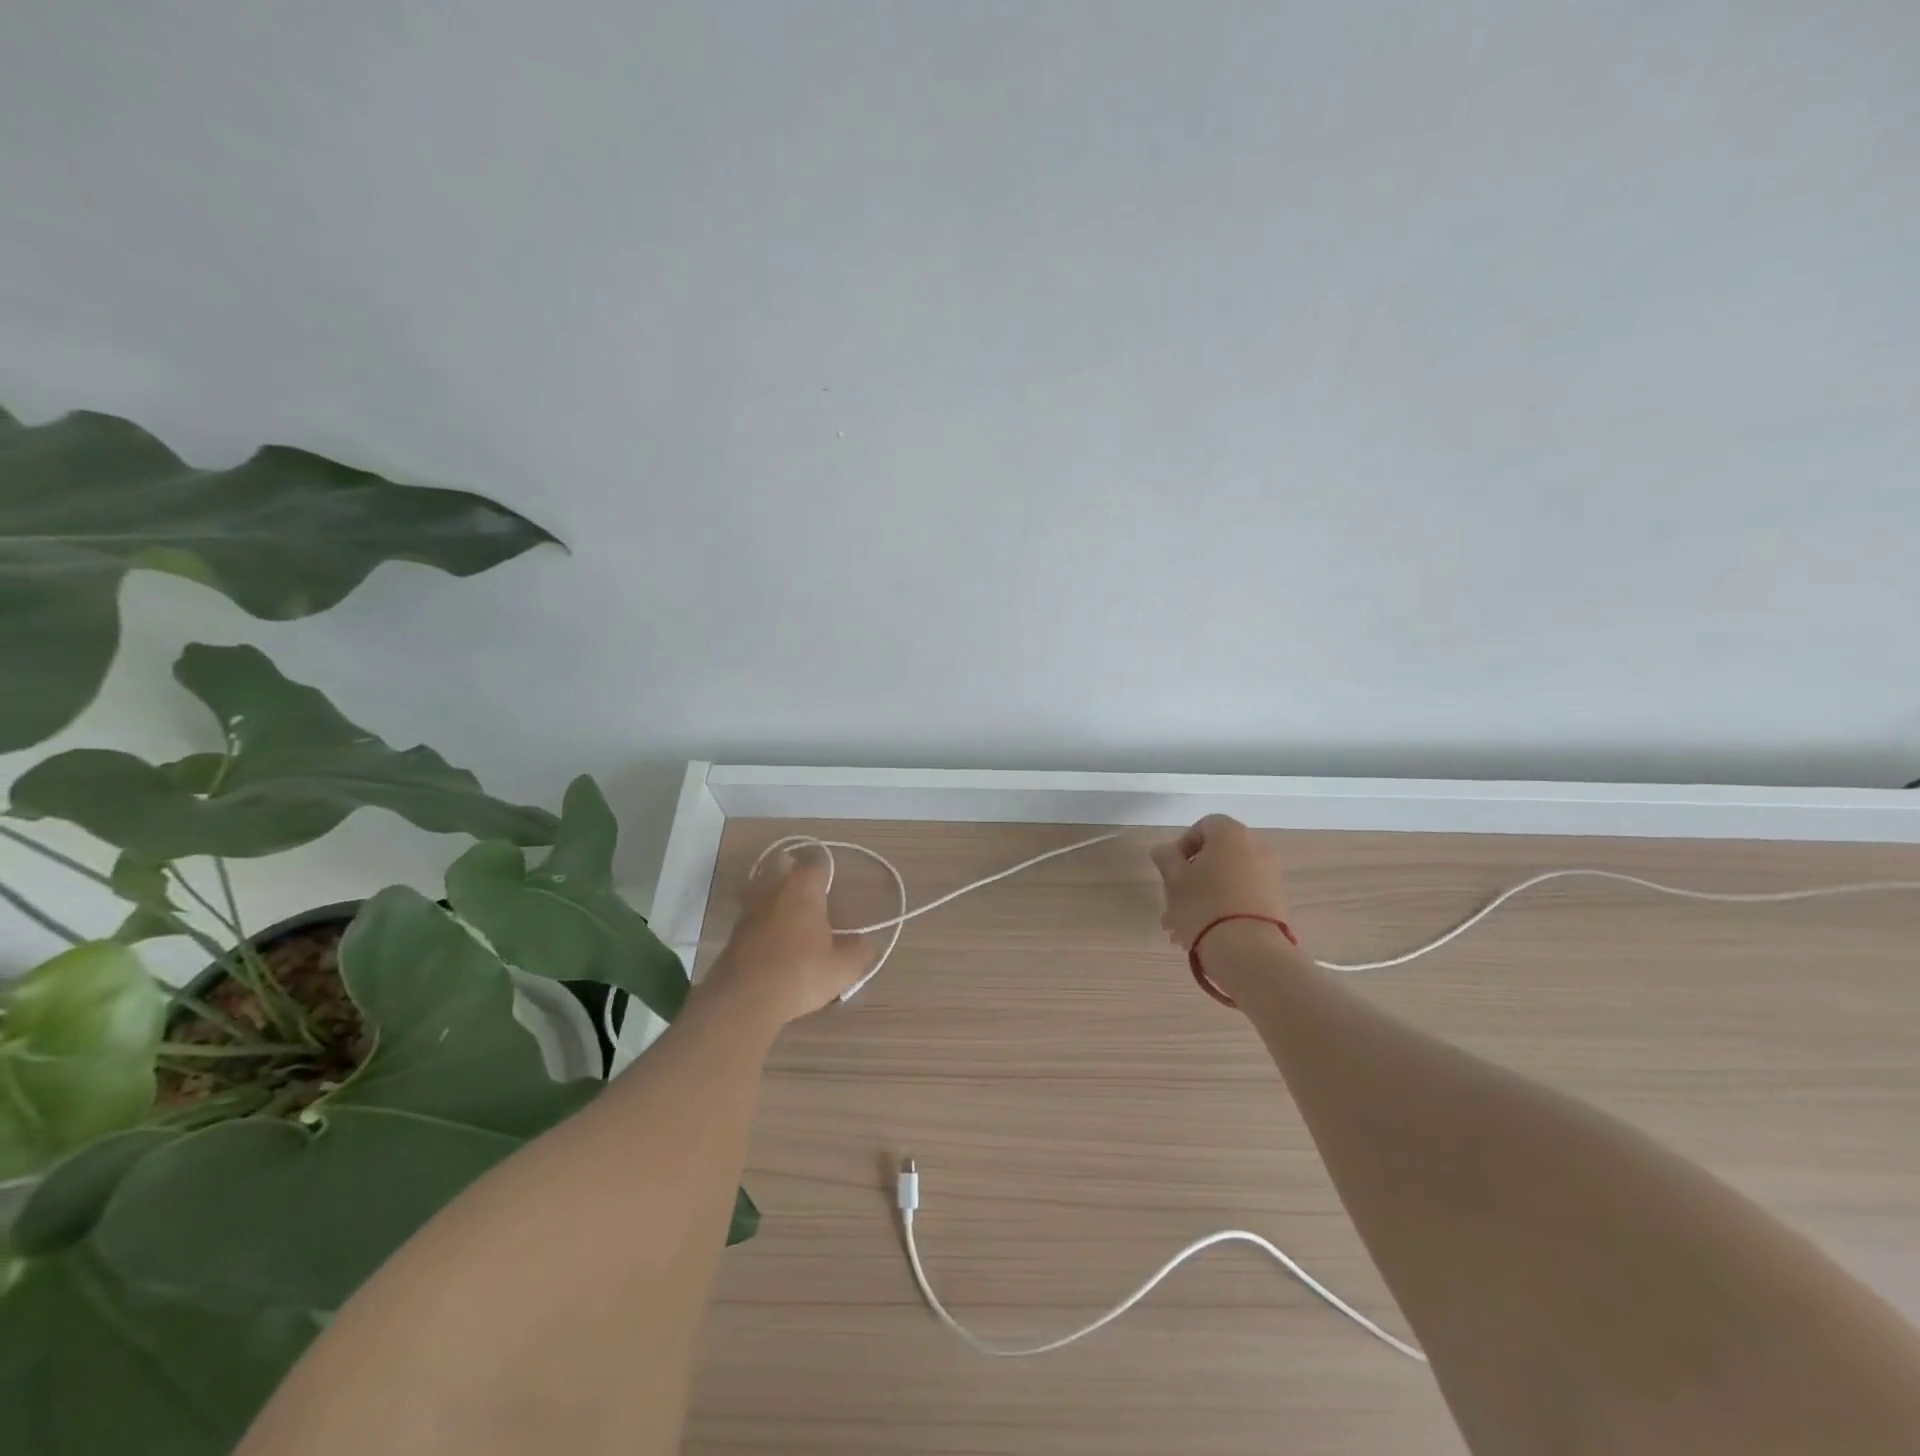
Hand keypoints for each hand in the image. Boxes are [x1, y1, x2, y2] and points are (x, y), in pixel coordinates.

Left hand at [703, 846, 873, 1026]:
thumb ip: (859, 951)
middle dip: (794, 873)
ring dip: (775, 897)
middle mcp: (773, 889)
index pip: (818, 865)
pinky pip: (753, 916)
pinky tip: (774, 941)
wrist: (745, 1000)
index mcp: (803, 887)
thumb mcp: (843, 968)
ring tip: (792, 916)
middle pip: (783, 867)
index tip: (835, 888)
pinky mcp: (733, 933)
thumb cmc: (801, 973)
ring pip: (763, 890)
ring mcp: (749, 910)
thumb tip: (866, 944)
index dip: (828, 873)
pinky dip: (763, 922)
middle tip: (810, 893)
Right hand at [1149, 814, 1290, 949]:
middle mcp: (1256, 848)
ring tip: (1182, 927)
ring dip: (1205, 896)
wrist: (1249, 950)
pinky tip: (1206, 933)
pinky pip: (1243, 897)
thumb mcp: (1174, 880)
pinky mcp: (1277, 903)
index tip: (1170, 869)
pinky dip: (1225, 907)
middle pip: (1217, 855)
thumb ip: (1166, 859)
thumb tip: (1163, 849)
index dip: (1183, 845)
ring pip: (1228, 879)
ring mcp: (1270, 876)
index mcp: (1230, 834)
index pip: (1204, 826)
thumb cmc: (1204, 905)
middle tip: (1172, 901)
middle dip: (1192, 876)